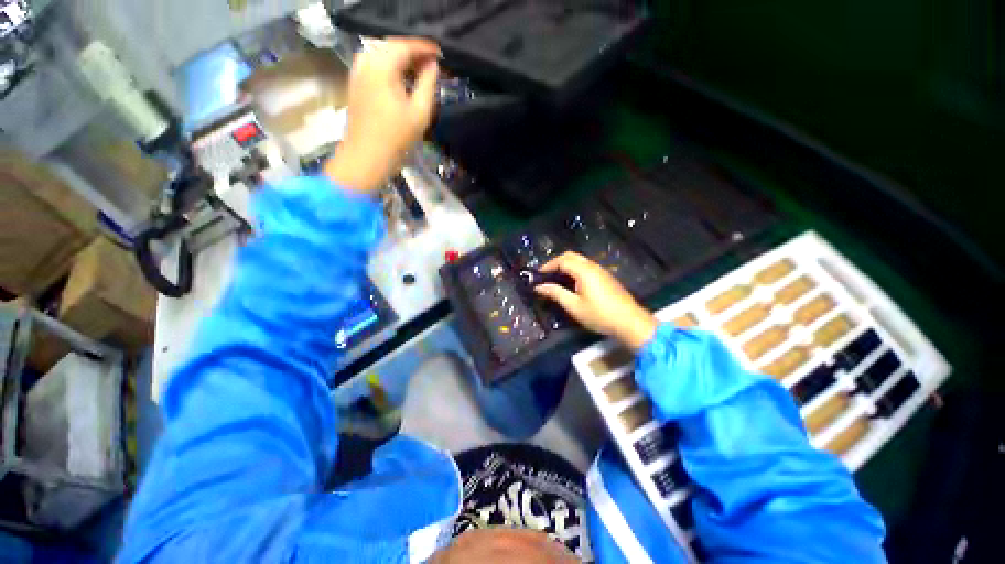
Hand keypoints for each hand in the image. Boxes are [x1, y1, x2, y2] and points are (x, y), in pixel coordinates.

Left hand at [325, 38, 440, 192]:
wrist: (366, 158)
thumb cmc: (395, 138)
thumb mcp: (420, 112)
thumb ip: (428, 83)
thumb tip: (433, 66)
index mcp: (381, 65)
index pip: (406, 45)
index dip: (426, 48)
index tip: (442, 55)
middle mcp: (366, 60)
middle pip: (393, 46)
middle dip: (414, 53)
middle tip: (434, 65)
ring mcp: (357, 71)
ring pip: (383, 55)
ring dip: (403, 61)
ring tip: (422, 72)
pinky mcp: (355, 83)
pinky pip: (376, 65)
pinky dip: (391, 68)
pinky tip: (403, 80)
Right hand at [535, 252, 658, 350]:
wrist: (629, 322)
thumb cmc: (599, 315)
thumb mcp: (574, 306)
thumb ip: (556, 293)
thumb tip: (539, 286)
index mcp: (584, 271)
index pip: (562, 260)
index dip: (548, 265)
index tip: (538, 275)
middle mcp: (593, 266)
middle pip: (571, 256)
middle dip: (556, 262)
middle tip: (546, 274)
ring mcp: (601, 270)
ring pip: (579, 260)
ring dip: (566, 265)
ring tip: (556, 278)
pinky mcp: (606, 277)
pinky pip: (586, 266)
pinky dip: (574, 269)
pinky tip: (571, 282)